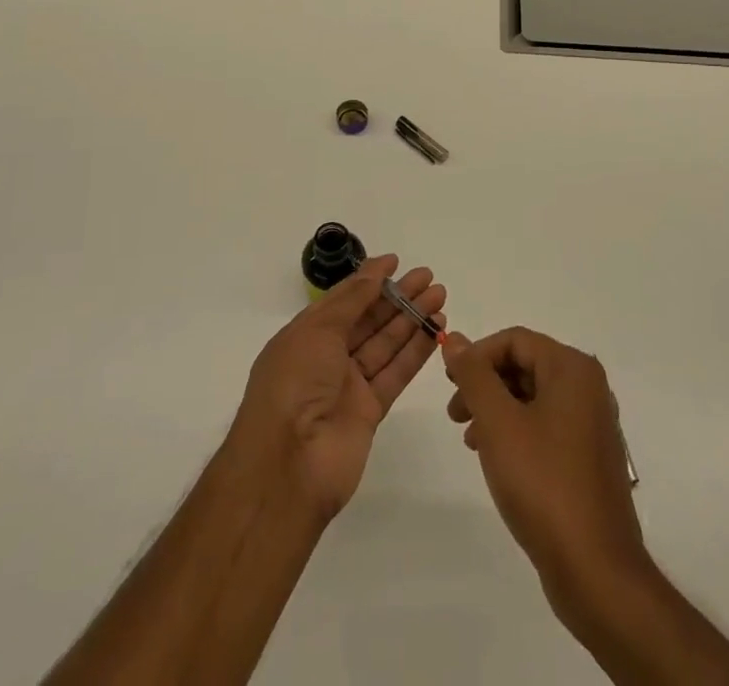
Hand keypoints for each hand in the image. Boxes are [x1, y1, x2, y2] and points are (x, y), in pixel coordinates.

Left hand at [228, 255, 446, 519]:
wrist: (288, 466)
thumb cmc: (294, 384)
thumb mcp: (317, 330)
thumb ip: (352, 300)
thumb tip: (374, 270)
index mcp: (306, 335)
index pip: (343, 299)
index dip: (369, 280)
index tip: (396, 262)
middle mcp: (327, 357)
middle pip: (368, 320)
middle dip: (398, 297)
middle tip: (429, 277)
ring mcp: (348, 385)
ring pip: (385, 344)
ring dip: (412, 320)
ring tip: (440, 297)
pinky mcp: (369, 411)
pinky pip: (395, 374)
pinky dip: (415, 352)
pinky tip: (435, 330)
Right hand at [443, 328, 647, 599]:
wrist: (596, 571)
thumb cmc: (543, 484)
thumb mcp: (498, 422)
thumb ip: (474, 375)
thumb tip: (456, 339)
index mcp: (572, 369)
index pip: (515, 340)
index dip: (477, 356)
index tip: (449, 382)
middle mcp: (588, 387)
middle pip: (525, 365)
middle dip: (485, 384)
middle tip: (454, 412)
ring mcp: (592, 424)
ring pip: (533, 397)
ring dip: (496, 410)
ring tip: (469, 439)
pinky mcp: (589, 458)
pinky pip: (546, 426)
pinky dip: (516, 432)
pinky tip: (496, 459)